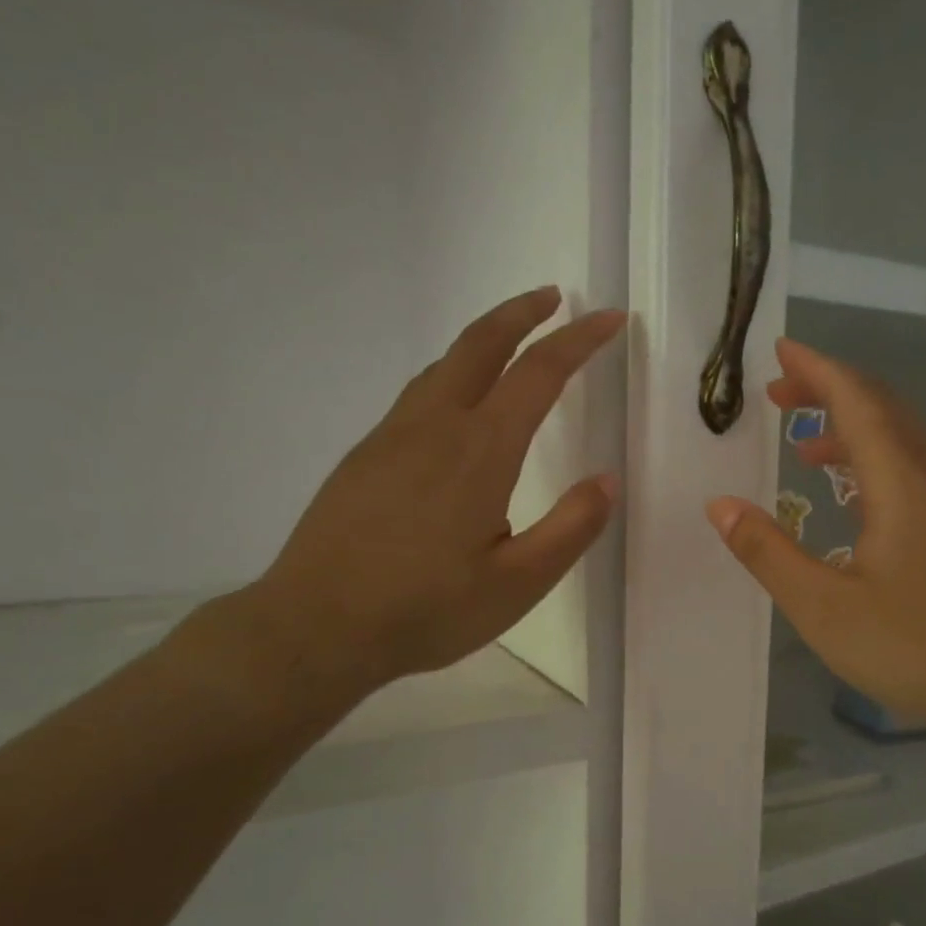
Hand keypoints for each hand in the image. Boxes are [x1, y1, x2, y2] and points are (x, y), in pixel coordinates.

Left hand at [235, 288, 622, 718]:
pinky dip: (452, 375)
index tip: (609, 319)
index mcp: (480, 451)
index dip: (579, 340)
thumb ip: (570, 529)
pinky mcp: (364, 456)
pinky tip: (457, 407)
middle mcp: (434, 426)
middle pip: (480, 344)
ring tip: (512, 342)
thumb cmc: (426, 610)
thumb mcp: (517, 585)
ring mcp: (391, 437)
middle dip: (521, 313)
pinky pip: (418, 394)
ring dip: (484, 340)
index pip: (539, 373)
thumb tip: (607, 481)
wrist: (316, 627)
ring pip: (443, 365)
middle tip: (553, 298)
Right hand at [706, 339, 925, 740]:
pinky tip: (861, 497)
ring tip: (807, 448)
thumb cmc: (918, 647)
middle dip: (829, 392)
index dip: (816, 370)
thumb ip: (769, 553)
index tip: (780, 352)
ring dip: (854, 428)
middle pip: (882, 408)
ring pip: (905, 438)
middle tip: (779, 396)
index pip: (856, 400)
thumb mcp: (824, 608)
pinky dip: (880, 460)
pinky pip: (920, 467)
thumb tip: (720, 506)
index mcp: (901, 482)